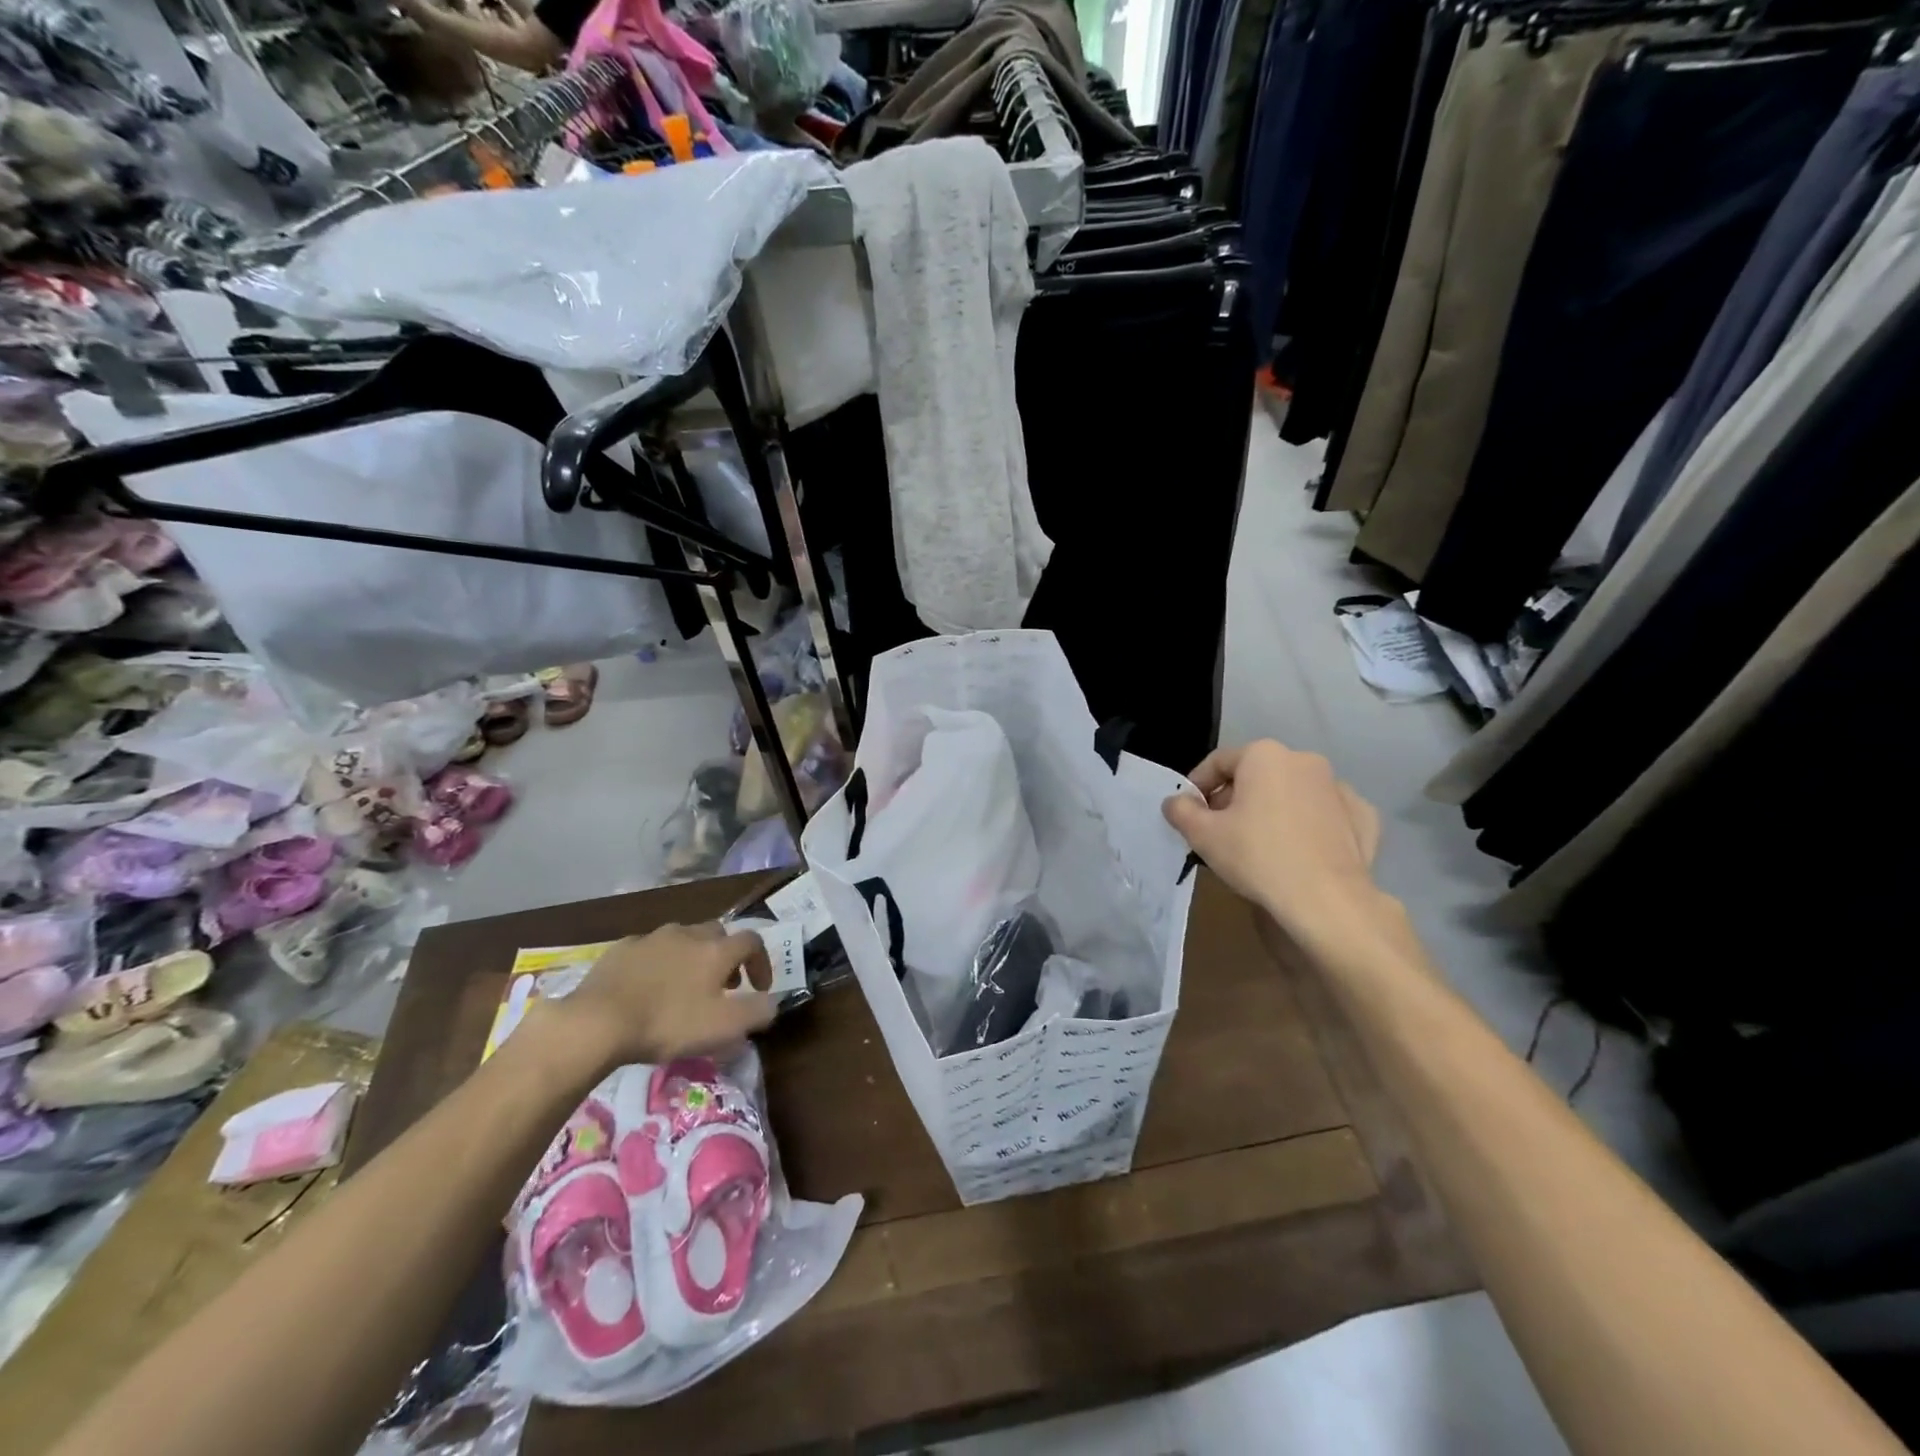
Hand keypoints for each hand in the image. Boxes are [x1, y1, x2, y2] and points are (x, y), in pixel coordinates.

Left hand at [529, 923, 774, 1074]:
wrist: (597, 1021)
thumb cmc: (667, 1023)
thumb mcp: (723, 1027)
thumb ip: (757, 1012)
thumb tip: (773, 1003)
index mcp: (716, 950)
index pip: (752, 941)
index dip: (761, 962)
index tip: (759, 988)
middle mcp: (688, 934)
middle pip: (717, 934)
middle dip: (725, 956)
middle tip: (721, 986)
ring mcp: (653, 937)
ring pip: (683, 938)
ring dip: (692, 957)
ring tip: (684, 986)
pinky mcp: (622, 948)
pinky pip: (651, 949)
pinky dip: (659, 962)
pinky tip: (648, 986)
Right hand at [1163, 740, 1383, 941]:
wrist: (1327, 900)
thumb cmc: (1257, 857)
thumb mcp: (1203, 835)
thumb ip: (1181, 811)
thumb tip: (1175, 802)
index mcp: (1264, 755)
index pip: (1218, 762)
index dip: (1197, 786)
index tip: (1189, 813)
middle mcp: (1304, 760)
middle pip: (1257, 774)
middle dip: (1235, 798)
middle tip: (1221, 832)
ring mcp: (1339, 788)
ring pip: (1292, 793)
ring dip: (1273, 809)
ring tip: (1260, 844)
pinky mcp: (1363, 817)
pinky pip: (1325, 814)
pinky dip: (1310, 825)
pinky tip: (1301, 849)